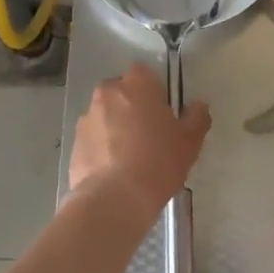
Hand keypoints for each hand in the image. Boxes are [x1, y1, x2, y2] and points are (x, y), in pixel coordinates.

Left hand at [67, 64, 209, 217]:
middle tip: (148, 135)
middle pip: (122, 93)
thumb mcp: (189, 141)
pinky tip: (113, 171)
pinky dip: (101, 147)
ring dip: (115, 127)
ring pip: (105, 115)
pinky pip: (93, 137)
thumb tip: (198, 106)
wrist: (114, 198)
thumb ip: (197, 117)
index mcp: (137, 84)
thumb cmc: (158, 162)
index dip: (154, 91)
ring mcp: (87, 117)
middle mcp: (108, 92)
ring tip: (129, 157)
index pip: (145, 73)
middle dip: (132, 107)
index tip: (162, 113)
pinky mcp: (74, 142)